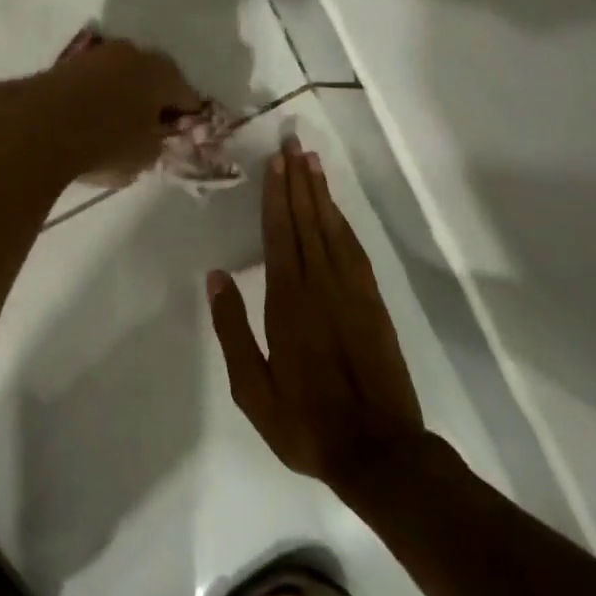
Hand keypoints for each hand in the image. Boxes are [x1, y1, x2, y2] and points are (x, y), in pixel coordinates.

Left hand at [0, 34, 201, 185]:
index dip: (186, 120)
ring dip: (119, 97)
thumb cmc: (105, 143)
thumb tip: (150, 137)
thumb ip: (156, 144)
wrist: (37, 128)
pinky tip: (85, 122)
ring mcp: (95, 55)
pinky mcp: (63, 64)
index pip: (187, 97)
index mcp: (162, 72)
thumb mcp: (144, 157)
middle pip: (151, 80)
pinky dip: (92, 99)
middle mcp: (132, 53)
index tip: (177, 139)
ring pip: (118, 78)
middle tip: (147, 132)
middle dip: (151, 102)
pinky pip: (89, 84)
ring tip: (111, 128)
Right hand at [207, 137, 426, 503]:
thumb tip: (216, 277)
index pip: (281, 235)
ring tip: (312, 162)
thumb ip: (233, 330)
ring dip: (322, 194)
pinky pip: (355, 251)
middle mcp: (321, 287)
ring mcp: (352, 293)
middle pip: (308, 222)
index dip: (277, 196)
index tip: (276, 162)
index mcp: (288, 303)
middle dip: (299, 181)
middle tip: (293, 143)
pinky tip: (336, 210)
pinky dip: (344, 224)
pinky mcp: (373, 304)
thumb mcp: (253, 389)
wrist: (379, 451)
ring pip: (333, 230)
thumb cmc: (305, 422)